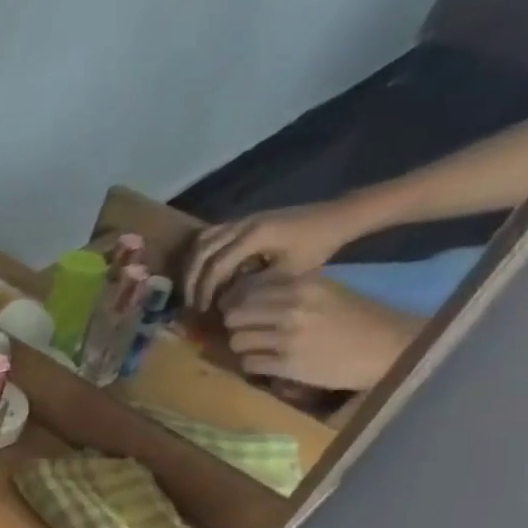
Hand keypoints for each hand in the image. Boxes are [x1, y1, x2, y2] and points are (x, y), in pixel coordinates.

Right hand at [184, 201, 361, 308]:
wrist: (337, 217)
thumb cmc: (318, 246)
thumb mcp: (290, 272)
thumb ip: (255, 286)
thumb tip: (225, 302)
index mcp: (255, 236)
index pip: (216, 265)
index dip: (205, 290)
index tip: (202, 310)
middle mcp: (242, 224)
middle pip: (201, 252)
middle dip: (191, 280)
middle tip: (190, 303)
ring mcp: (241, 220)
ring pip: (201, 243)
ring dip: (192, 267)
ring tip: (192, 288)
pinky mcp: (243, 221)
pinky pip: (210, 236)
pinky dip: (200, 255)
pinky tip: (202, 271)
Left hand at [222, 274, 423, 391]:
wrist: (393, 348)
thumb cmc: (362, 319)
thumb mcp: (327, 293)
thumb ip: (291, 291)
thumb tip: (248, 296)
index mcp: (303, 287)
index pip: (248, 292)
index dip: (239, 304)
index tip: (242, 312)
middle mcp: (292, 310)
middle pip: (234, 317)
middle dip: (236, 326)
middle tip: (246, 332)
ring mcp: (288, 338)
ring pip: (237, 341)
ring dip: (242, 347)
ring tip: (256, 349)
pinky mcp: (288, 365)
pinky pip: (249, 363)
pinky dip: (252, 365)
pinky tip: (266, 363)